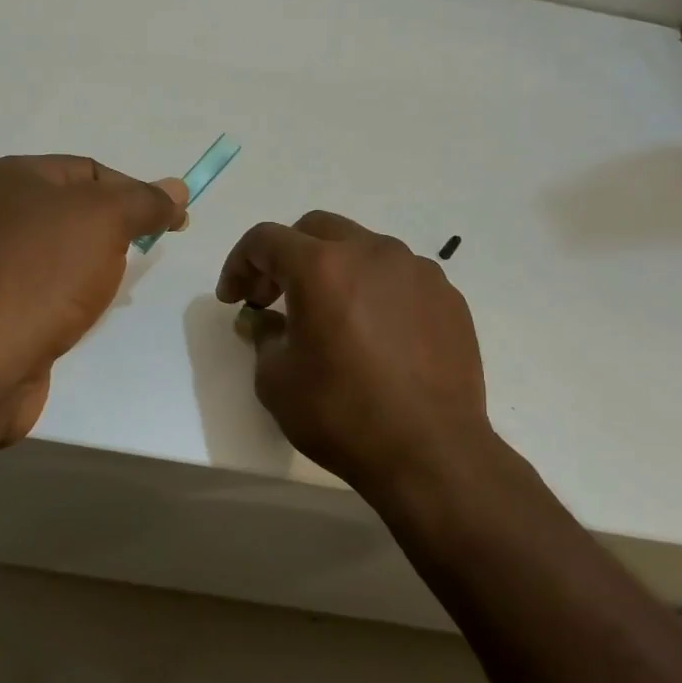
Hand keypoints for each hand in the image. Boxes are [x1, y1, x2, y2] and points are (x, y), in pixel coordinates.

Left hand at [0, 155, 186, 441]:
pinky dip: (69, 295)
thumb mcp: (107, 220)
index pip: (91, 170)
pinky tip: (81, 314)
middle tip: (144, 254)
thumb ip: (145, 201)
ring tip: (112, 290)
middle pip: (74, 209)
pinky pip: (43, 287)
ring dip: (93, 266)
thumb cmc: (44, 273)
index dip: (136, 192)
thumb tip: (177, 189)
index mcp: (14, 176)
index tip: (172, 224)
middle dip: (115, 230)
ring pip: (60, 251)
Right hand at [216, 212, 495, 499]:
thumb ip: (263, 336)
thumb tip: (267, 321)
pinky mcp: (447, 295)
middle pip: (316, 229)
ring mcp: (417, 270)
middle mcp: (372, 252)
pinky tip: (375, 333)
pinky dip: (375, 290)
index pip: (266, 239)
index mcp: (321, 267)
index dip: (239, 263)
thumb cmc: (342, 415)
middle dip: (286, 256)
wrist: (431, 453)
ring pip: (363, 248)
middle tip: (274, 297)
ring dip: (334, 269)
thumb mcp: (277, 381)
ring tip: (330, 315)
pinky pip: (399, 277)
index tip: (234, 298)